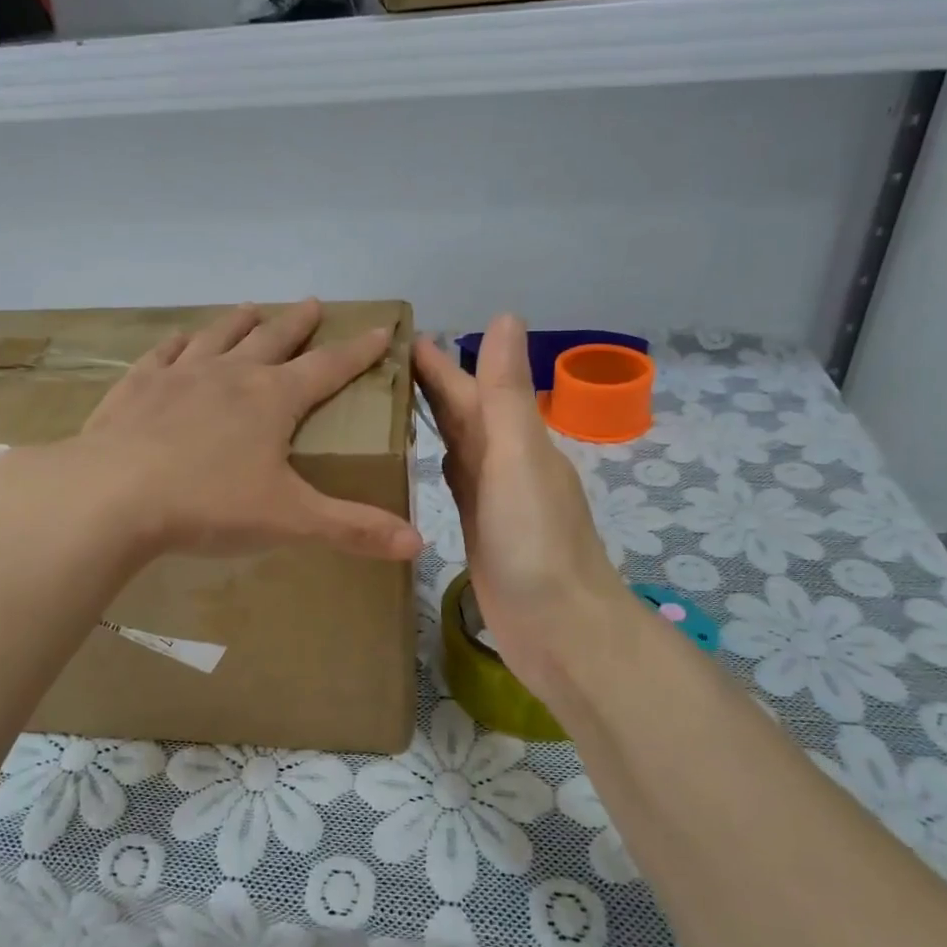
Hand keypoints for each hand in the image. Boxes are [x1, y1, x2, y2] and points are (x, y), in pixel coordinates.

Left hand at [71, 299, 423, 561]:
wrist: (112, 495)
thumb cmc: (209, 504)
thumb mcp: (290, 519)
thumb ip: (353, 528)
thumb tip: (419, 544)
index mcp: (273, 399)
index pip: (329, 368)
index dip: (359, 351)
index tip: (381, 329)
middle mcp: (231, 375)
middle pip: (274, 339)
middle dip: (299, 323)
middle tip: (314, 303)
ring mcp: (180, 376)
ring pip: (219, 336)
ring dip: (240, 322)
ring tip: (253, 307)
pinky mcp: (137, 388)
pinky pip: (164, 354)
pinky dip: (178, 342)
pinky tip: (180, 337)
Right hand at [414, 315, 632, 699]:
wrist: (561, 630)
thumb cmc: (536, 543)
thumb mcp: (519, 460)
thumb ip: (505, 395)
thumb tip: (505, 316)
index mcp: (515, 440)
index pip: (471, 388)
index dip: (440, 363)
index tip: (403, 335)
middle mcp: (505, 462)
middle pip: (464, 414)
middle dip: (432, 385)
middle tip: (385, 362)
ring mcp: (493, 499)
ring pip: (458, 445)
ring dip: (435, 420)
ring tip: (395, 401)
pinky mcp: (480, 531)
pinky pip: (455, 483)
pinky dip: (441, 462)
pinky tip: (427, 459)